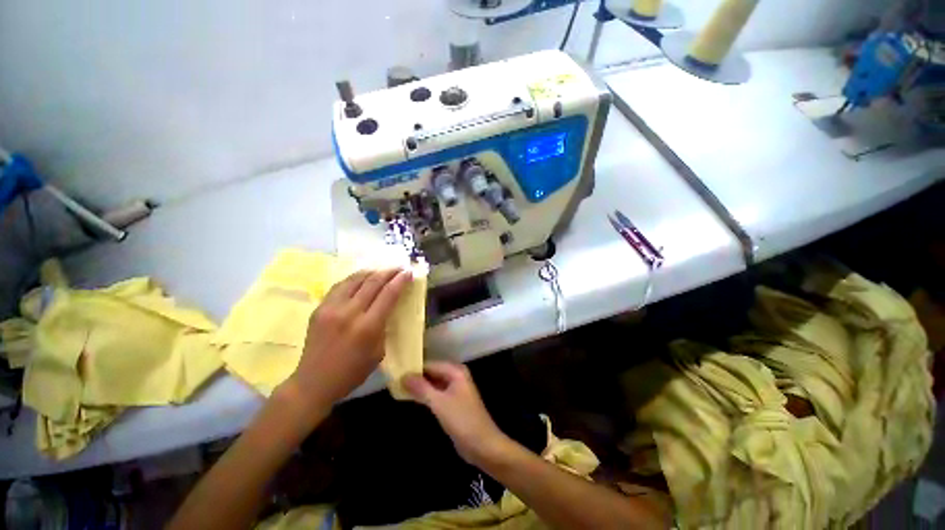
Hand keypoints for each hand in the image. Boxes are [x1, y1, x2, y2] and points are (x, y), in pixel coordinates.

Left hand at [289, 268, 411, 409]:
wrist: (313, 382)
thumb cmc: (352, 372)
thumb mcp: (378, 353)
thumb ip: (383, 327)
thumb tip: (386, 308)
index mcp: (368, 327)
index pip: (388, 294)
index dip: (400, 281)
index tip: (408, 272)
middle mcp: (350, 313)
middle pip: (373, 283)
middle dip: (388, 272)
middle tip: (398, 267)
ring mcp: (331, 308)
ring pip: (355, 280)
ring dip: (371, 272)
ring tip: (381, 270)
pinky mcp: (319, 308)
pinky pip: (339, 286)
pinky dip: (354, 279)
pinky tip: (360, 278)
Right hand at [402, 362, 509, 465]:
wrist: (483, 445)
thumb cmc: (462, 420)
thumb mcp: (439, 403)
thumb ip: (421, 388)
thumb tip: (404, 376)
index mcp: (456, 371)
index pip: (431, 364)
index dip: (414, 368)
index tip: (396, 372)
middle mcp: (456, 376)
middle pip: (432, 373)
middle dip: (416, 377)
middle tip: (394, 380)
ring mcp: (455, 390)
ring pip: (433, 383)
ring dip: (419, 387)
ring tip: (398, 388)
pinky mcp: (453, 403)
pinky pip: (436, 394)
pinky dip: (425, 396)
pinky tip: (412, 398)